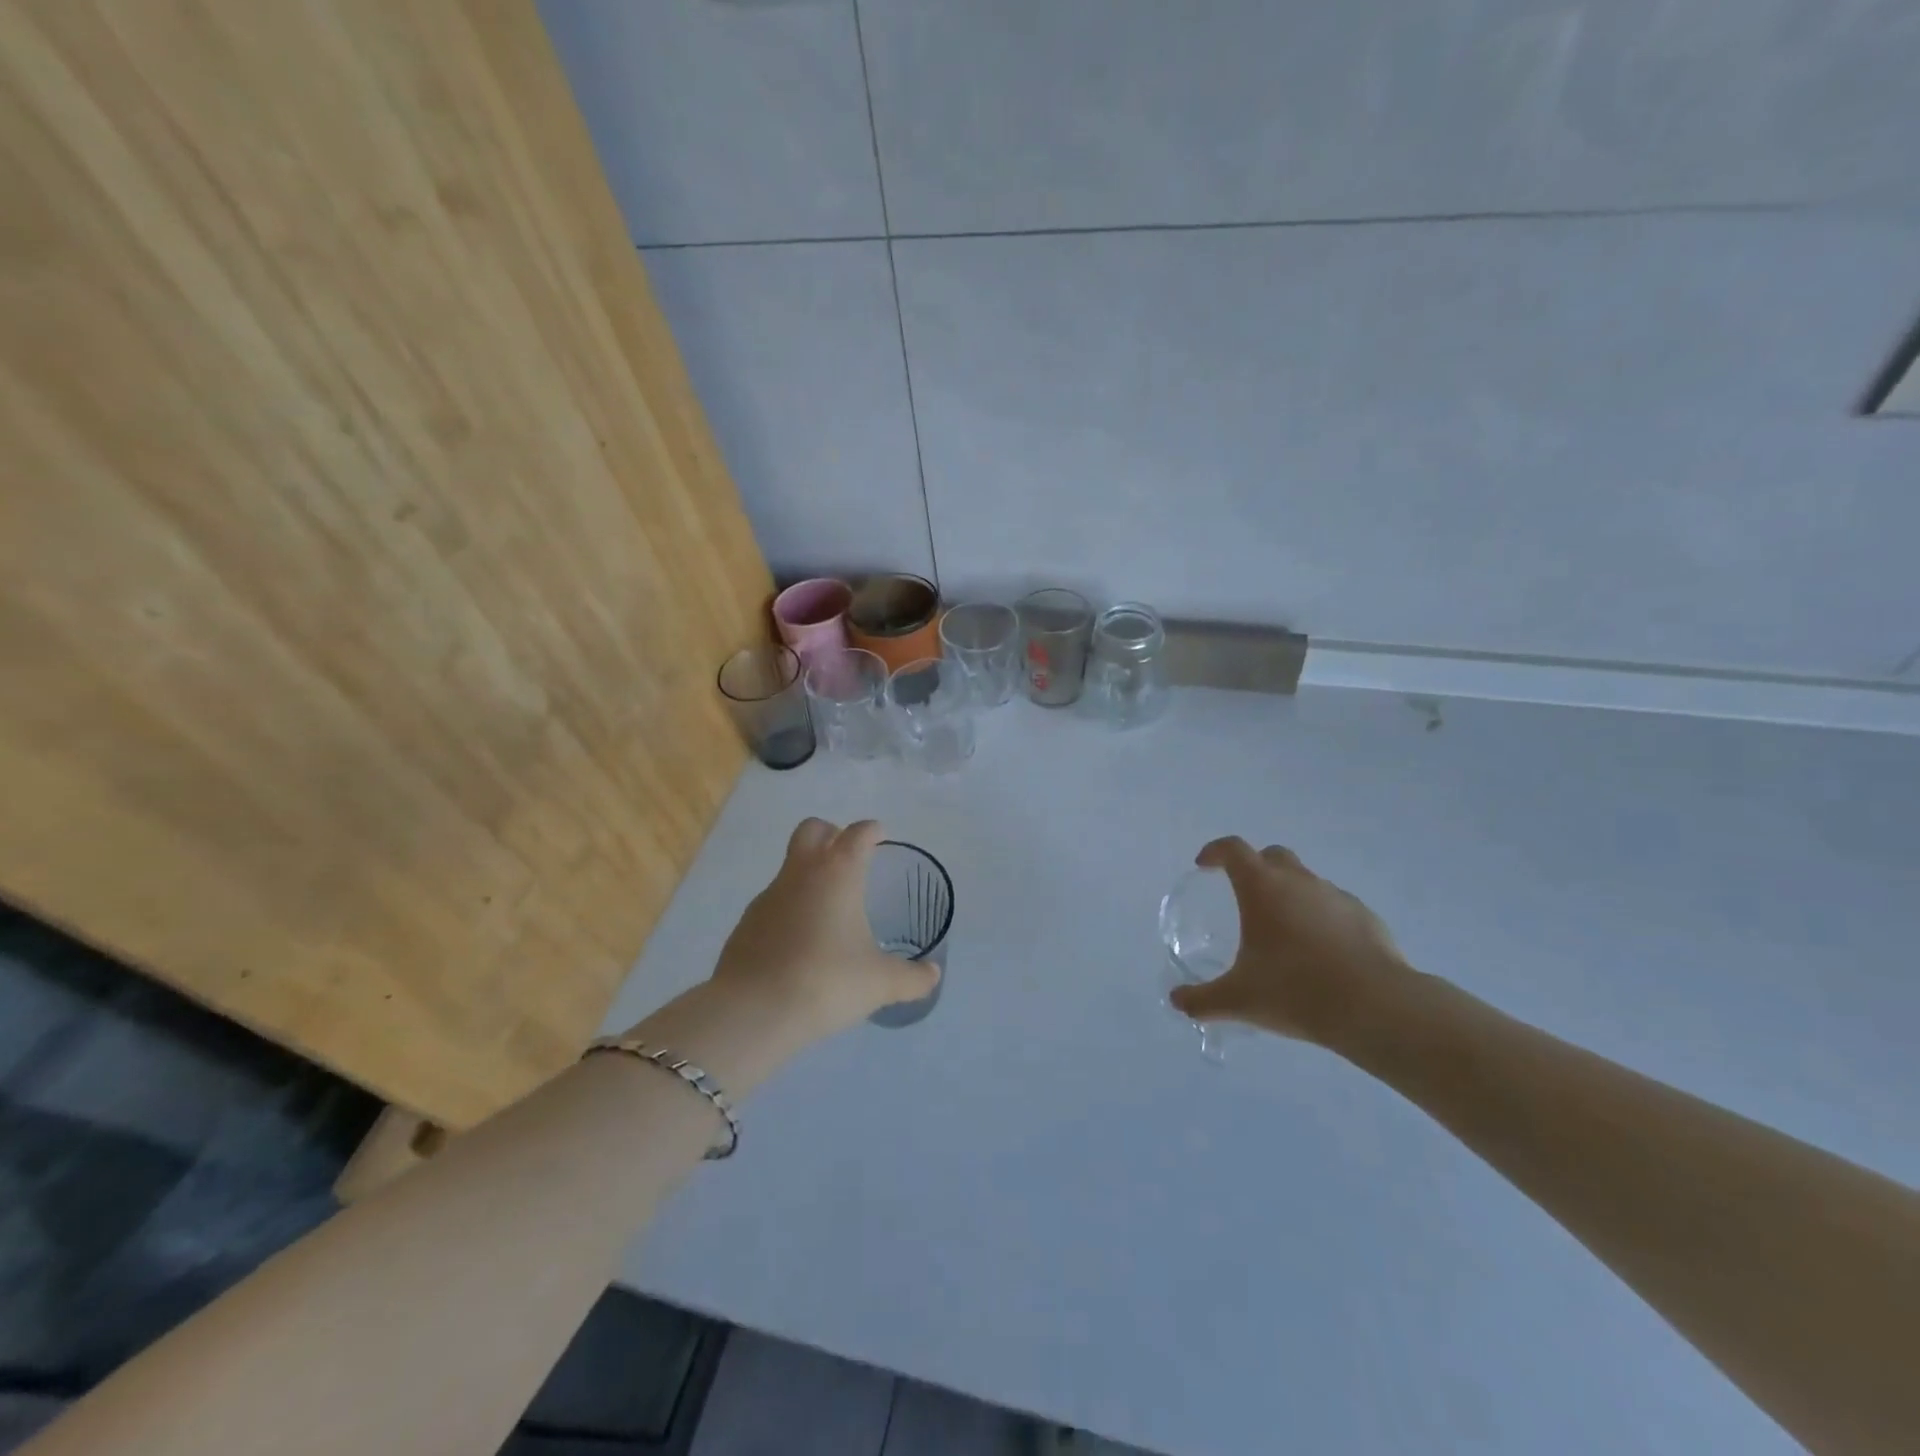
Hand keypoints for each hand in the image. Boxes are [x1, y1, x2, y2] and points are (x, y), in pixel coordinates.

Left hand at [709, 817, 939, 1038]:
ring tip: (829, 910)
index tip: (880, 836)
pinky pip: (774, 903)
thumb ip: (912, 978)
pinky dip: (790, 909)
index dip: (871, 831)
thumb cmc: (826, 981)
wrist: (753, 1011)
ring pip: (790, 867)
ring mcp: (768, 896)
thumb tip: (933, 975)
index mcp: (838, 873)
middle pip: (812, 830)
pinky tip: (801, 942)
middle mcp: (800, 873)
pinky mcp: (746, 924)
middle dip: (831, 833)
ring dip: (809, 875)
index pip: (857, 833)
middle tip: (849, 856)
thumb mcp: (880, 983)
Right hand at [1167, 837, 1409, 1045]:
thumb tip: (1177, 1001)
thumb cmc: (1296, 990)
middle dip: (1255, 866)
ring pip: (1307, 881)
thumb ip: (1202, 1000)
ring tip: (1284, 933)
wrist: (1376, 1007)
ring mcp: (1336, 897)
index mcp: (1262, 887)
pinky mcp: (1366, 918)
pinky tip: (1321, 953)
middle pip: (1272, 856)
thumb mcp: (1239, 1000)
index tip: (1204, 865)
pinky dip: (1321, 918)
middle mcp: (1299, 881)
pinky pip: (1335, 907)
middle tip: (1244, 896)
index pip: (1233, 850)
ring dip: (1290, 894)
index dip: (1215, 852)